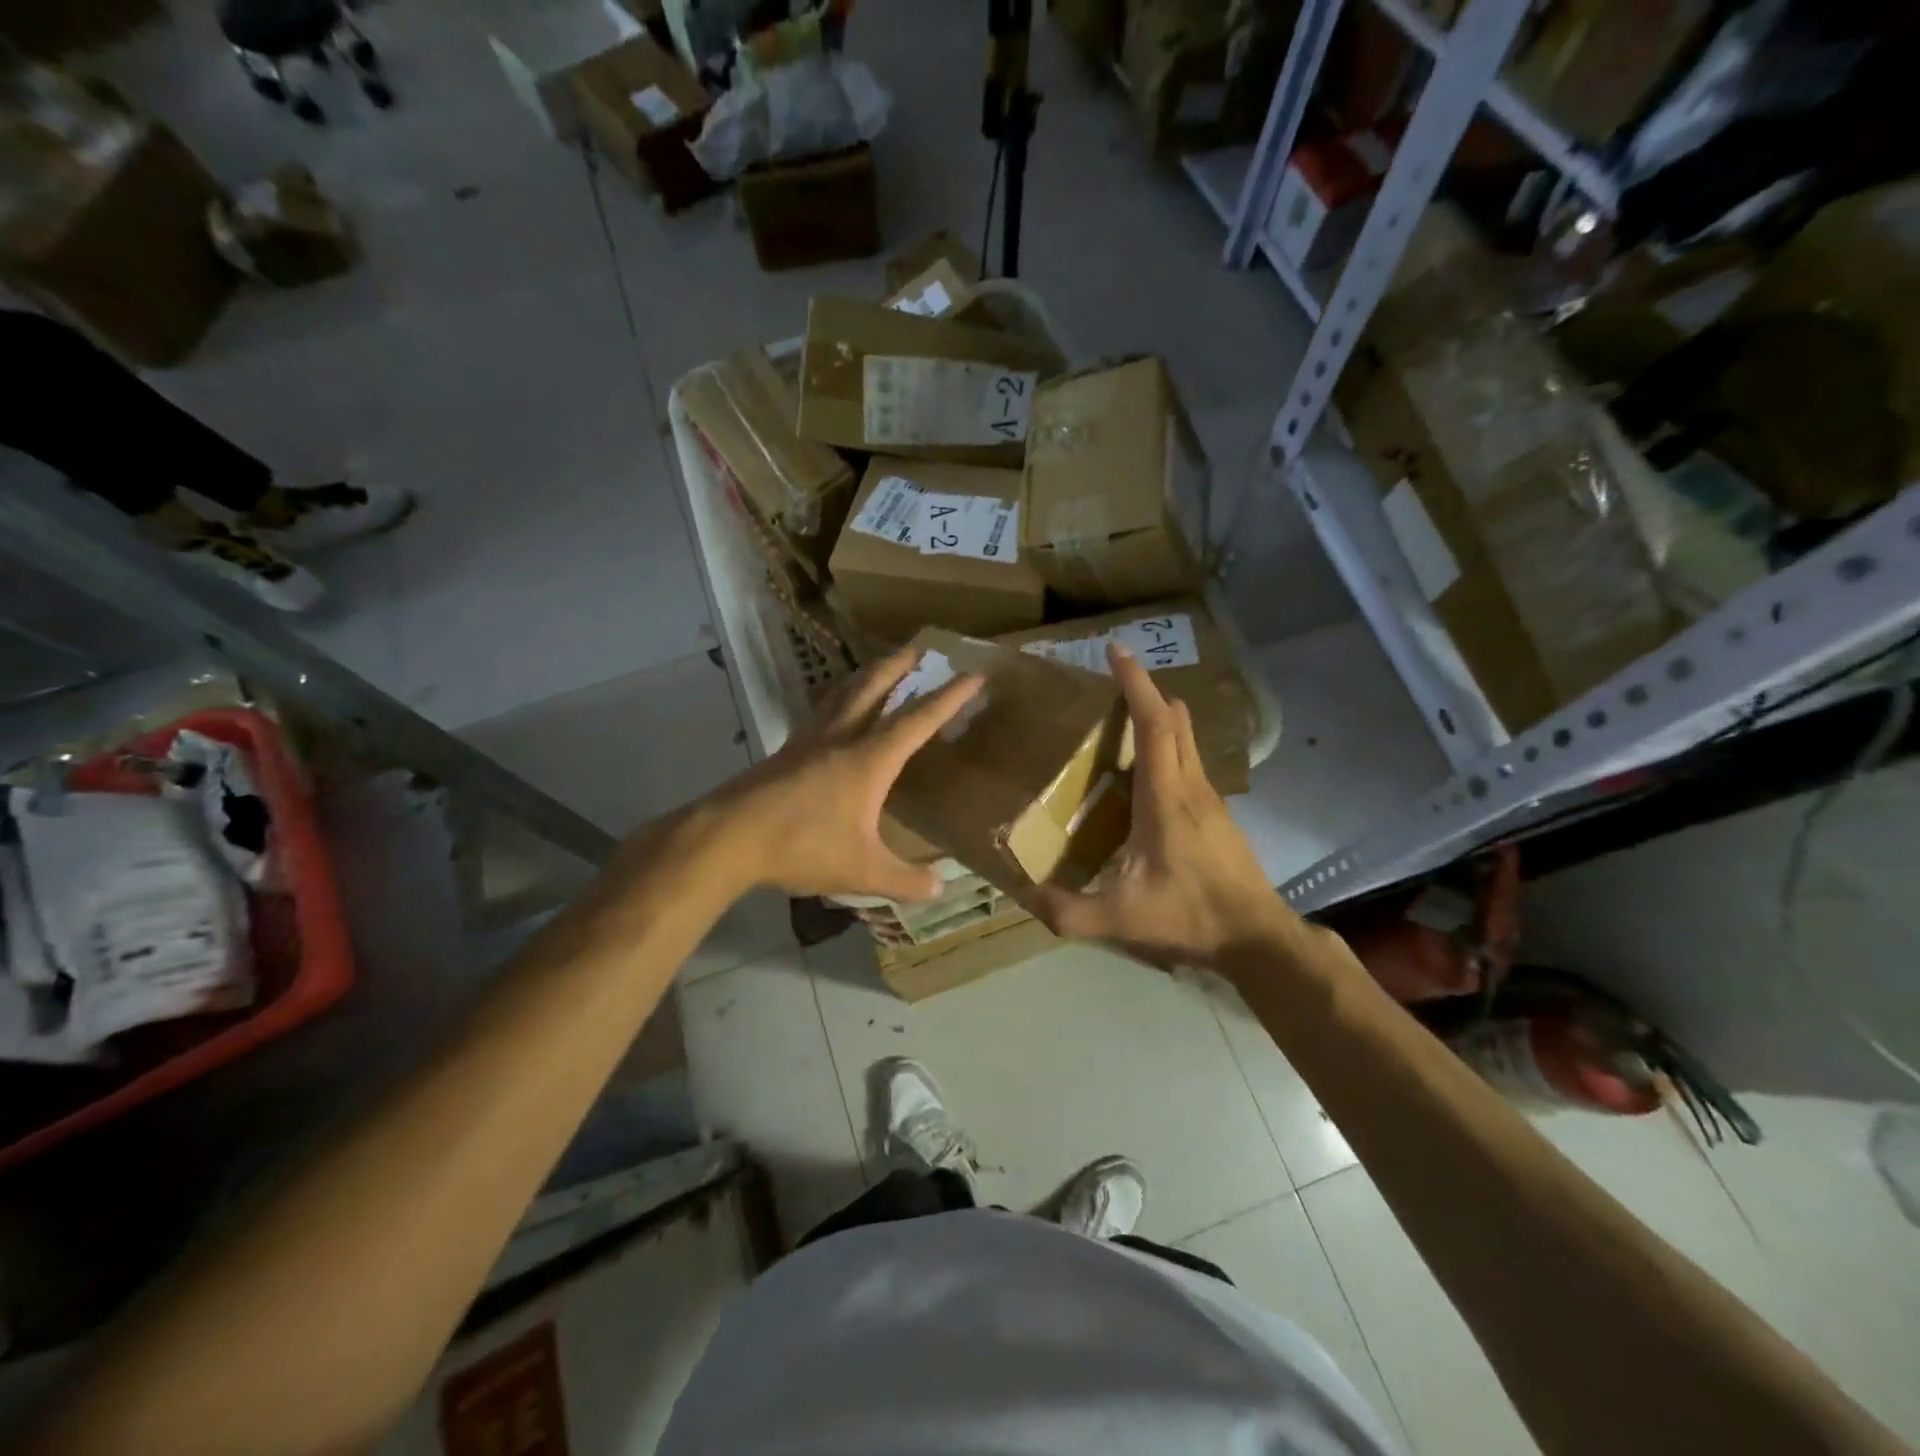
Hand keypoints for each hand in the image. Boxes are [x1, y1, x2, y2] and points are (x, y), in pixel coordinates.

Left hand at [705, 647, 982, 902]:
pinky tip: (833, 711)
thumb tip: (940, 888)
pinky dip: (837, 699)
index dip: (950, 697)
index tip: (974, 674)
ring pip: (842, 693)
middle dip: (900, 665)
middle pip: (874, 687)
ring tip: (878, 668)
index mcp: (869, 759)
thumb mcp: (862, 871)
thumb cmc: (802, 846)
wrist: (729, 837)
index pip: (918, 719)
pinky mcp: (786, 751)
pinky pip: (820, 712)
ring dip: (866, 675)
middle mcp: (841, 738)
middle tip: (918, 648)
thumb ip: (904, 879)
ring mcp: (809, 740)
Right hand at [1019, 644, 1295, 970]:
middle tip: (1112, 683)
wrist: (1257, 939)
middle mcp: (1192, 787)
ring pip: (1186, 741)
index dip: (1137, 684)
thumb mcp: (1119, 919)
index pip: (1155, 724)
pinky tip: (1143, 780)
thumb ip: (1067, 911)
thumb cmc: (1190, 917)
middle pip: (1176, 721)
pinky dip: (1167, 750)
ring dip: (1159, 720)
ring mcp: (1211, 800)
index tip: (1117, 651)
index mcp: (1166, 798)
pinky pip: (1189, 764)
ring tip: (1120, 726)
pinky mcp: (1218, 816)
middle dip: (1146, 692)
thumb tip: (1023, 895)